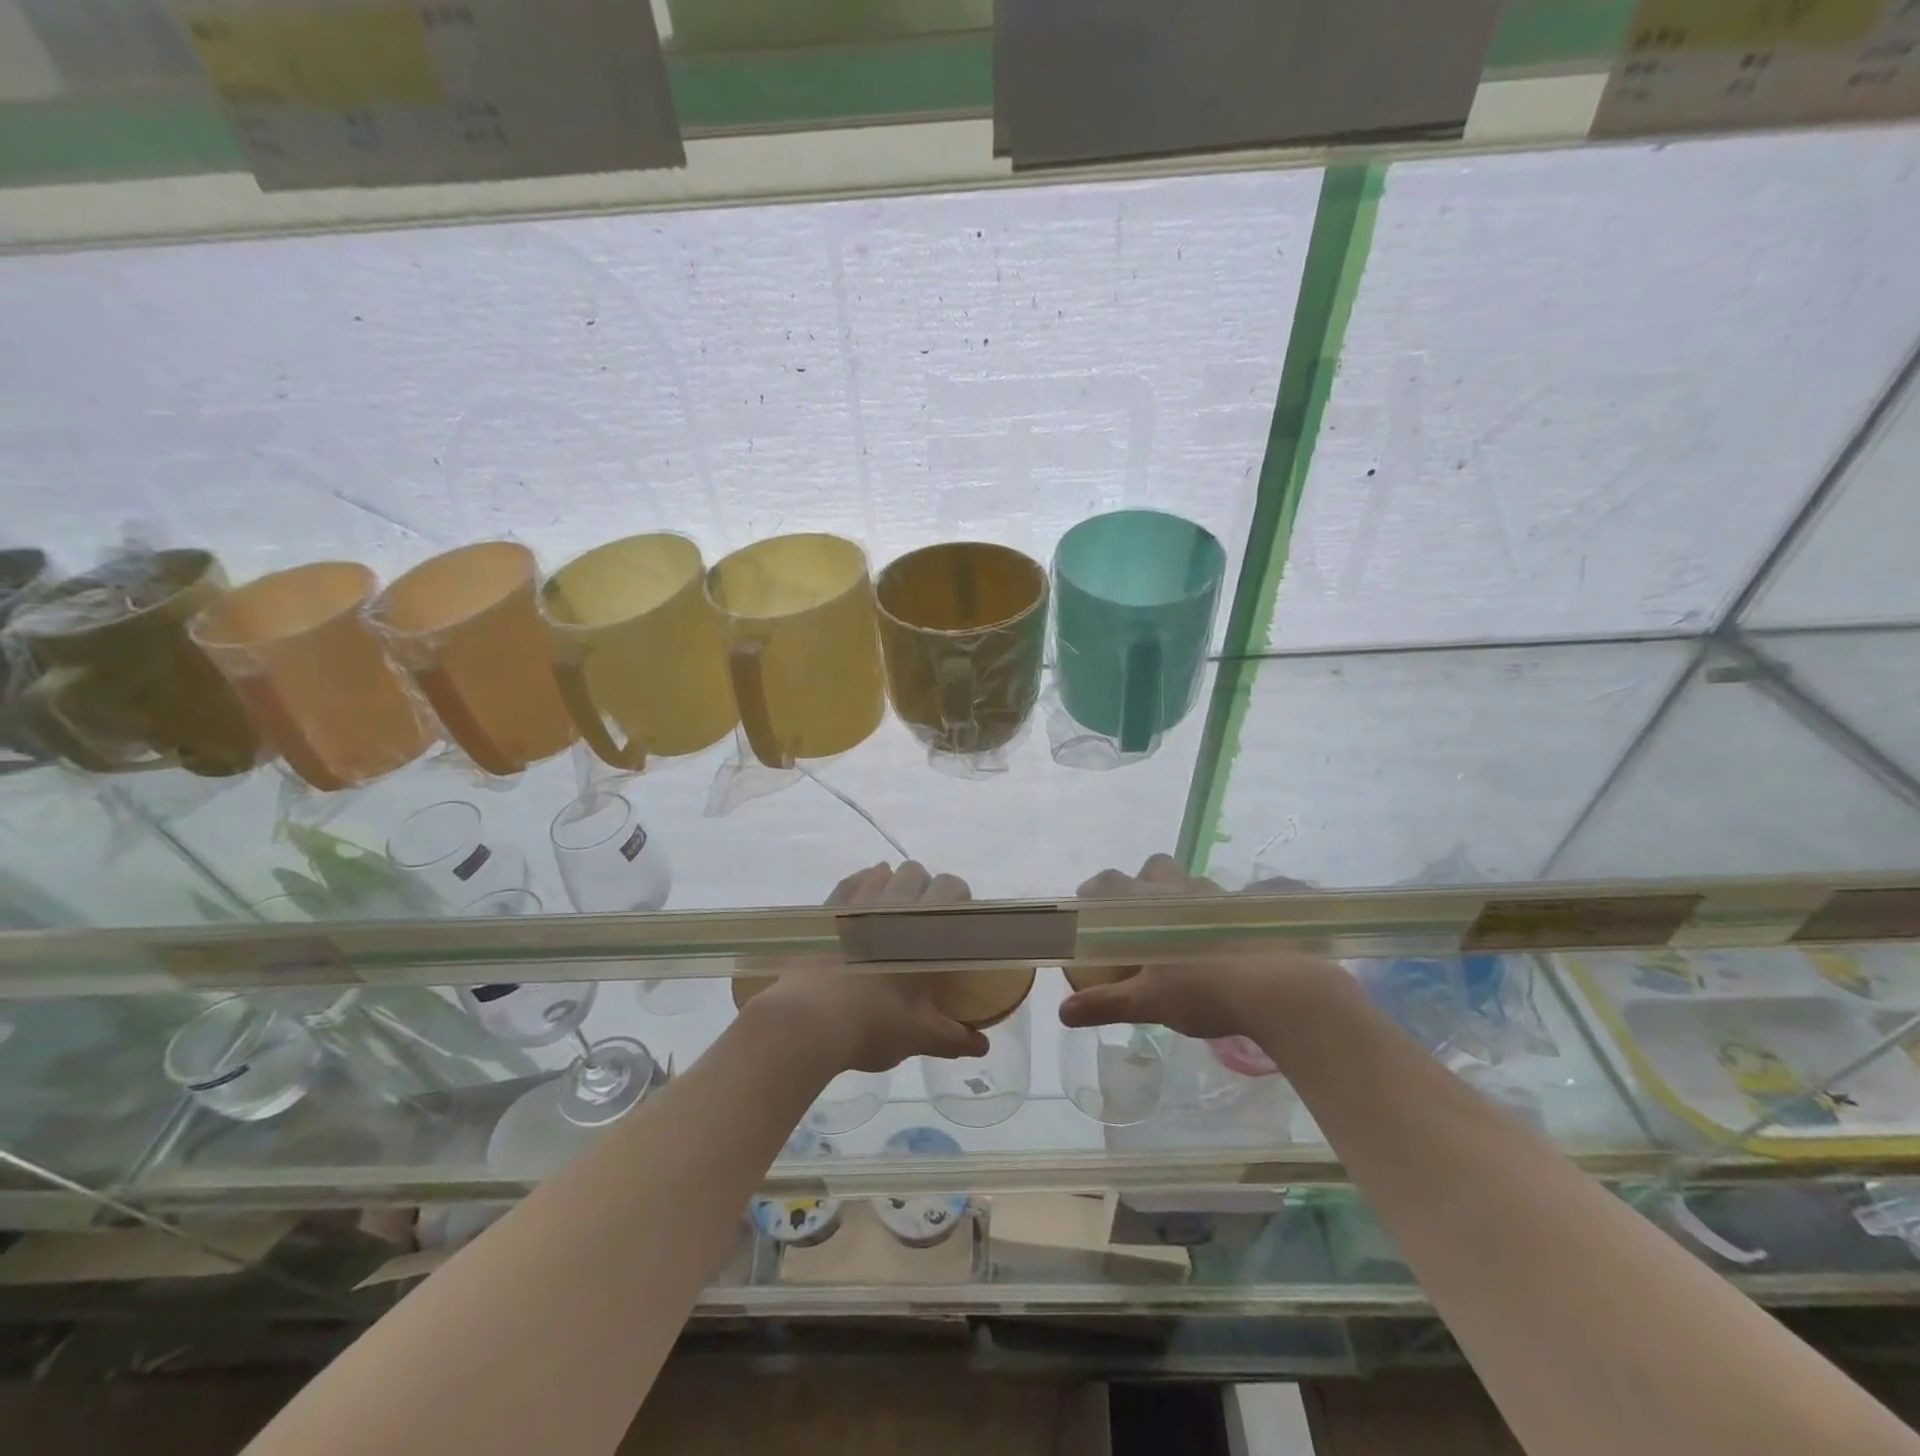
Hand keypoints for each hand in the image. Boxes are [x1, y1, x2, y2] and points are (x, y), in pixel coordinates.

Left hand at [744, 862, 991, 1073]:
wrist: (808, 1021)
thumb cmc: (873, 1024)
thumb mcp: (919, 1035)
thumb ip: (953, 1037)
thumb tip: (982, 1047)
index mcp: (924, 927)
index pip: (952, 888)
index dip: (959, 899)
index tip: (956, 922)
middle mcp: (893, 904)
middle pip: (916, 872)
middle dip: (924, 888)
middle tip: (923, 922)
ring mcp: (857, 903)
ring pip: (882, 872)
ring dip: (892, 884)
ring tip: (889, 915)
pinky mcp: (828, 910)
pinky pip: (850, 882)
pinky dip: (860, 886)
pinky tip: (859, 906)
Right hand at [1060, 854, 1341, 1040]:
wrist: (1281, 989)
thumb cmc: (1203, 990)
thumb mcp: (1149, 1003)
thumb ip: (1105, 1004)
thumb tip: (1063, 1013)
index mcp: (1149, 904)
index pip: (1109, 882)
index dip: (1094, 891)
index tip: (1088, 909)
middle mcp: (1183, 890)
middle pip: (1155, 868)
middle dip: (1144, 884)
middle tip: (1142, 921)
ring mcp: (1223, 896)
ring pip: (1194, 885)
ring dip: (1186, 902)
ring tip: (1189, 939)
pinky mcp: (1259, 908)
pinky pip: (1237, 902)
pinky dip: (1229, 916)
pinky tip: (1234, 943)